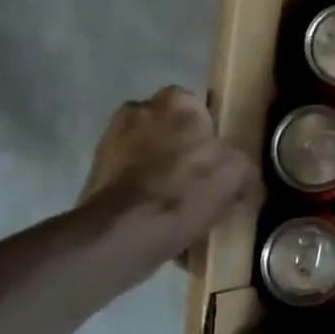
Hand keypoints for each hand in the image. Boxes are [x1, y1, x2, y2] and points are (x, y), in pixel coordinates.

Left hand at [80, 86, 257, 265]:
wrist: (127, 231)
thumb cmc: (186, 191)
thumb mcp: (236, 173)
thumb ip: (240, 161)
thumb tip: (238, 171)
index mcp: (176, 101)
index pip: (198, 108)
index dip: (209, 134)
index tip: (217, 160)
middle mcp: (139, 110)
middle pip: (169, 129)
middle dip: (180, 149)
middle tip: (199, 181)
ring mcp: (111, 141)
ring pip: (147, 154)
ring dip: (159, 171)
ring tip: (177, 204)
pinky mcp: (94, 173)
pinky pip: (129, 179)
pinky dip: (142, 193)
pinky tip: (157, 218)